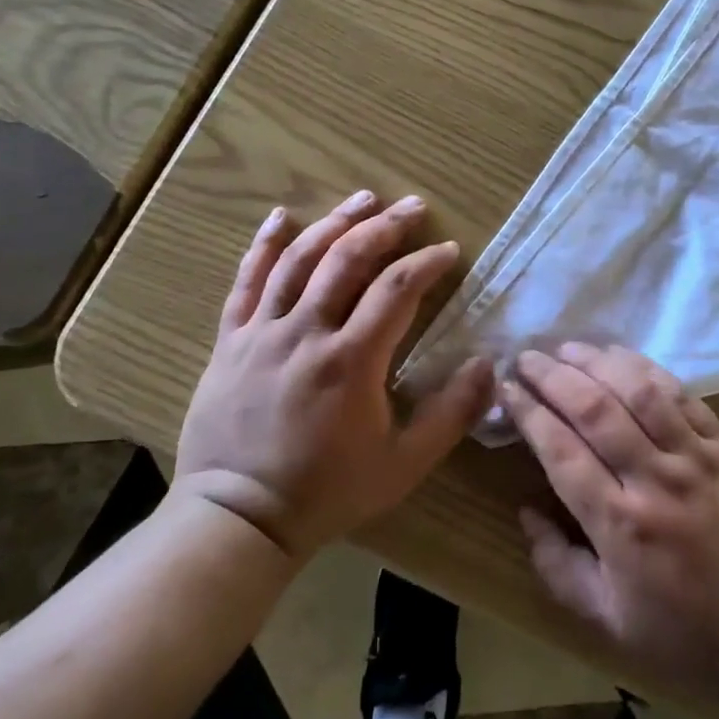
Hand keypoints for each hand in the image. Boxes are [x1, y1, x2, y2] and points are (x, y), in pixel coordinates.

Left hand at [174, 191, 492, 559]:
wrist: (237, 520)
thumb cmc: (327, 492)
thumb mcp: (404, 465)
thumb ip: (452, 414)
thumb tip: (488, 364)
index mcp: (352, 360)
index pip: (398, 289)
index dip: (428, 262)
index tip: (449, 250)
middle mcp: (307, 332)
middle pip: (348, 259)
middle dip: (386, 227)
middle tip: (413, 207)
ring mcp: (263, 332)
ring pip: (299, 260)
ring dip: (335, 222)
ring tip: (364, 198)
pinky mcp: (231, 341)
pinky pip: (245, 282)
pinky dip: (263, 246)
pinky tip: (280, 217)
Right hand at [502, 344, 718, 699]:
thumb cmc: (687, 631)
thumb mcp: (608, 621)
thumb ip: (557, 566)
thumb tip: (525, 511)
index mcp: (619, 525)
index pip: (561, 451)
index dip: (529, 413)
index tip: (506, 390)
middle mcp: (654, 480)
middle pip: (594, 410)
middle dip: (553, 376)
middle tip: (526, 357)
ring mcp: (694, 456)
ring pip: (638, 390)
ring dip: (597, 361)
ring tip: (567, 347)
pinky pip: (682, 394)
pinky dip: (646, 368)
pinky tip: (621, 355)